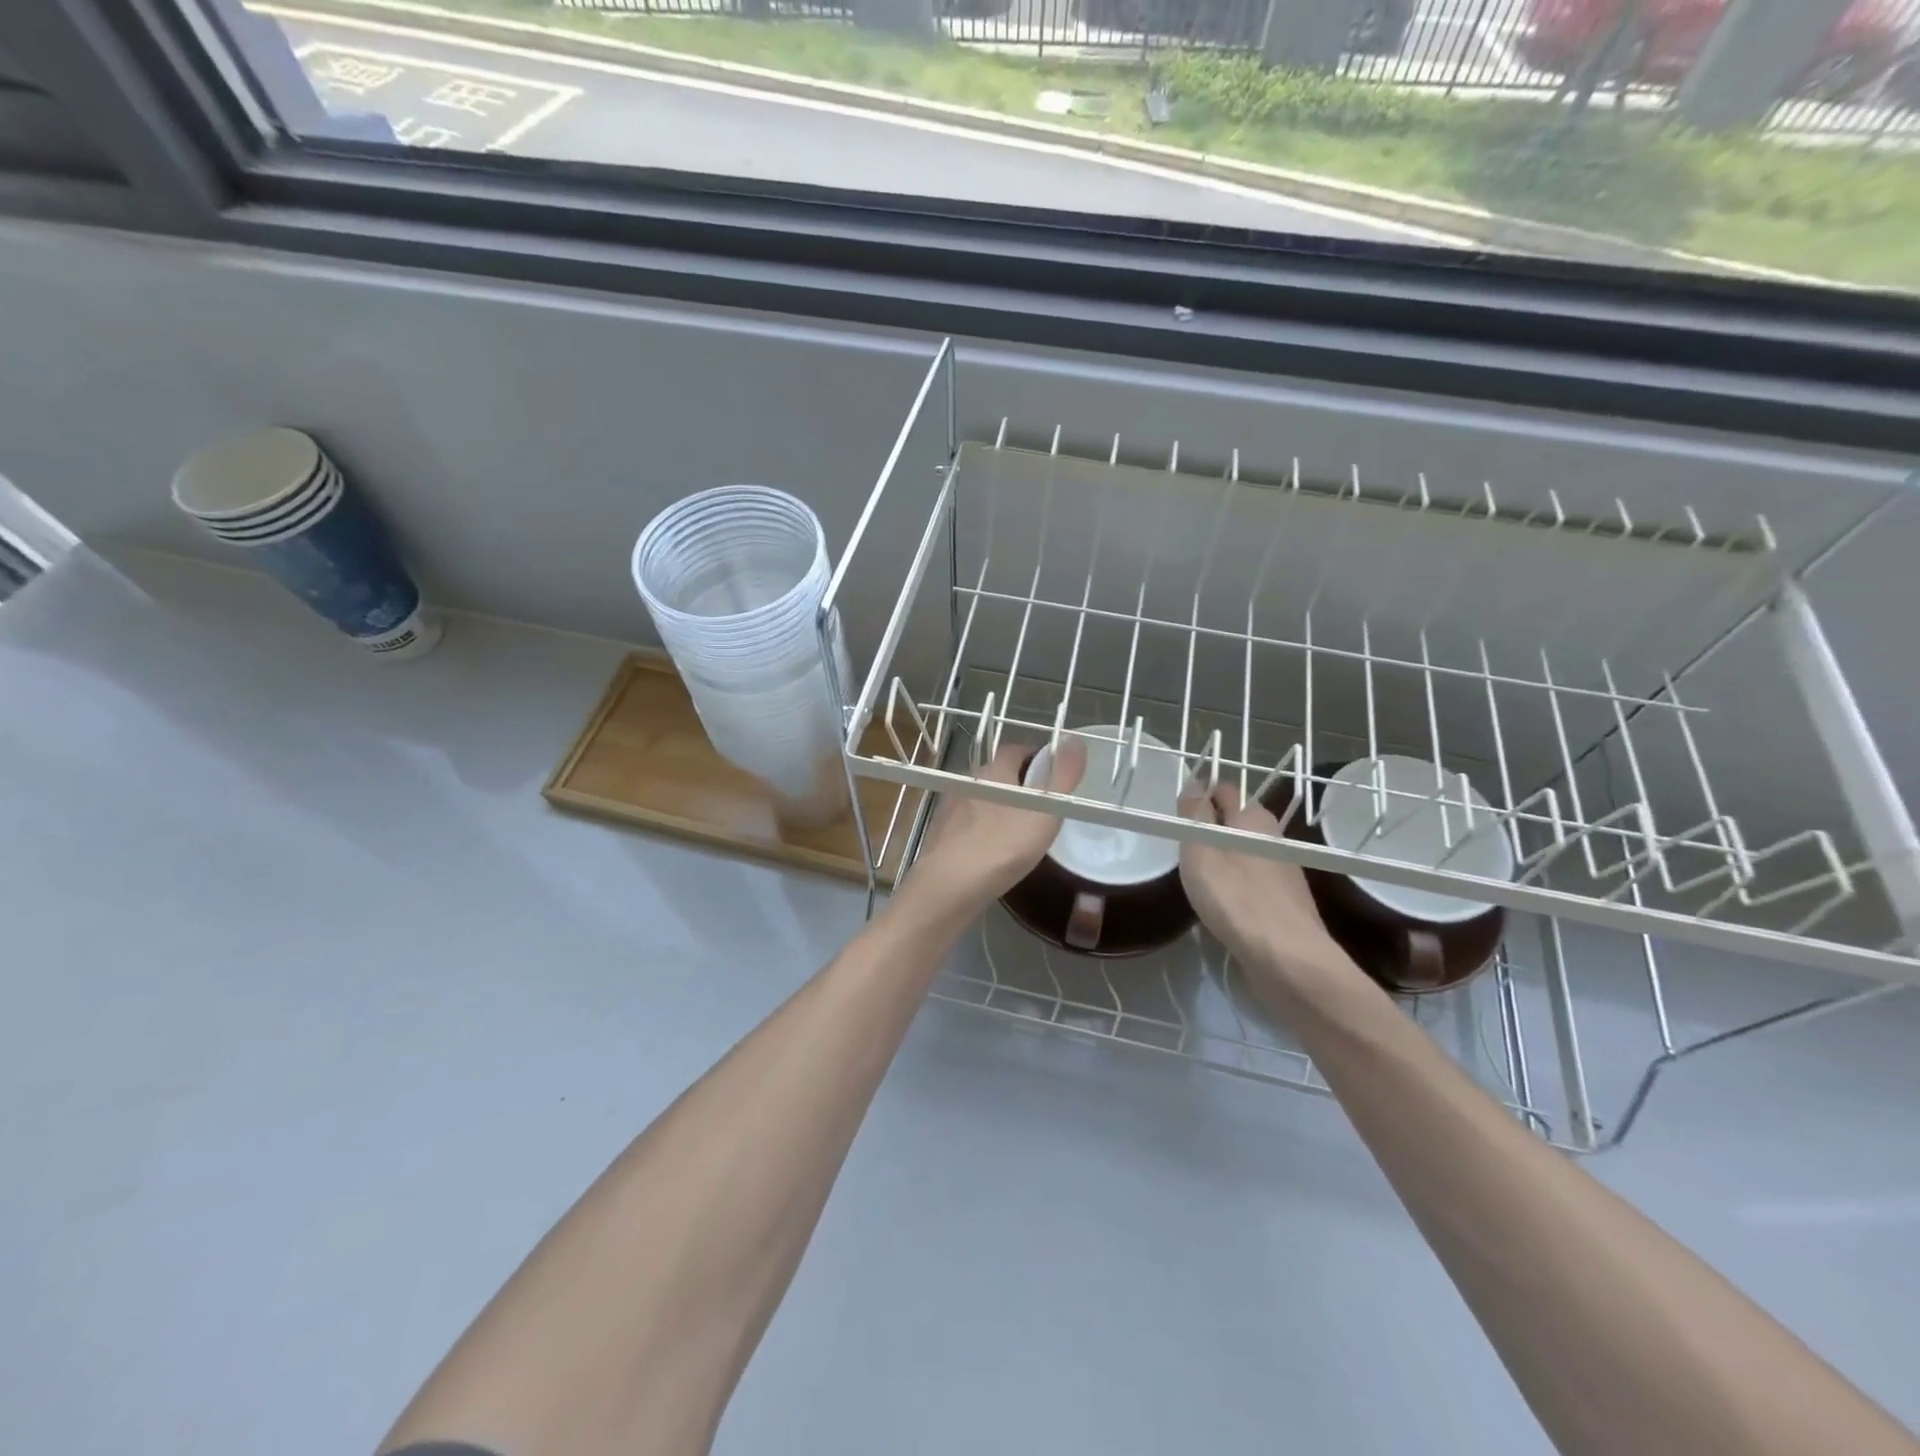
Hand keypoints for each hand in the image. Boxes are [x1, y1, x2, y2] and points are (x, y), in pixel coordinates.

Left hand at [910, 738, 1087, 912]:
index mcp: (992, 772)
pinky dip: (985, 830)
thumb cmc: (1002, 846)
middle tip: (1044, 806)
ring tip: (1023, 831)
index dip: (1037, 758)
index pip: (1016, 750)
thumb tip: (1075, 739)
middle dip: (1021, 784)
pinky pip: (970, 824)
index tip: (1054, 775)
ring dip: (1002, 808)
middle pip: (999, 775)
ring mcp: (950, 809)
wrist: (949, 886)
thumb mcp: (1045, 811)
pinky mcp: (941, 834)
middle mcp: (968, 783)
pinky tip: (995, 851)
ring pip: (983, 800)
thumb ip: (1063, 777)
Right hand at [1177, 780, 1361, 1005]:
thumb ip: (1195, 813)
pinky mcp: (1284, 900)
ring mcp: (1283, 869)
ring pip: (1244, 850)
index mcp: (1253, 816)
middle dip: (1210, 827)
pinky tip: (1222, 902)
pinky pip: (1252, 878)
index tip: (1177, 817)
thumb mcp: (1201, 848)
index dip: (1199, 796)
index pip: (1224, 789)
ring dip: (1222, 857)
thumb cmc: (1235, 896)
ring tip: (1197, 876)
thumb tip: (1195, 782)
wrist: (1287, 957)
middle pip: (1235, 820)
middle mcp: (1273, 836)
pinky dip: (1235, 883)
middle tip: (1182, 847)